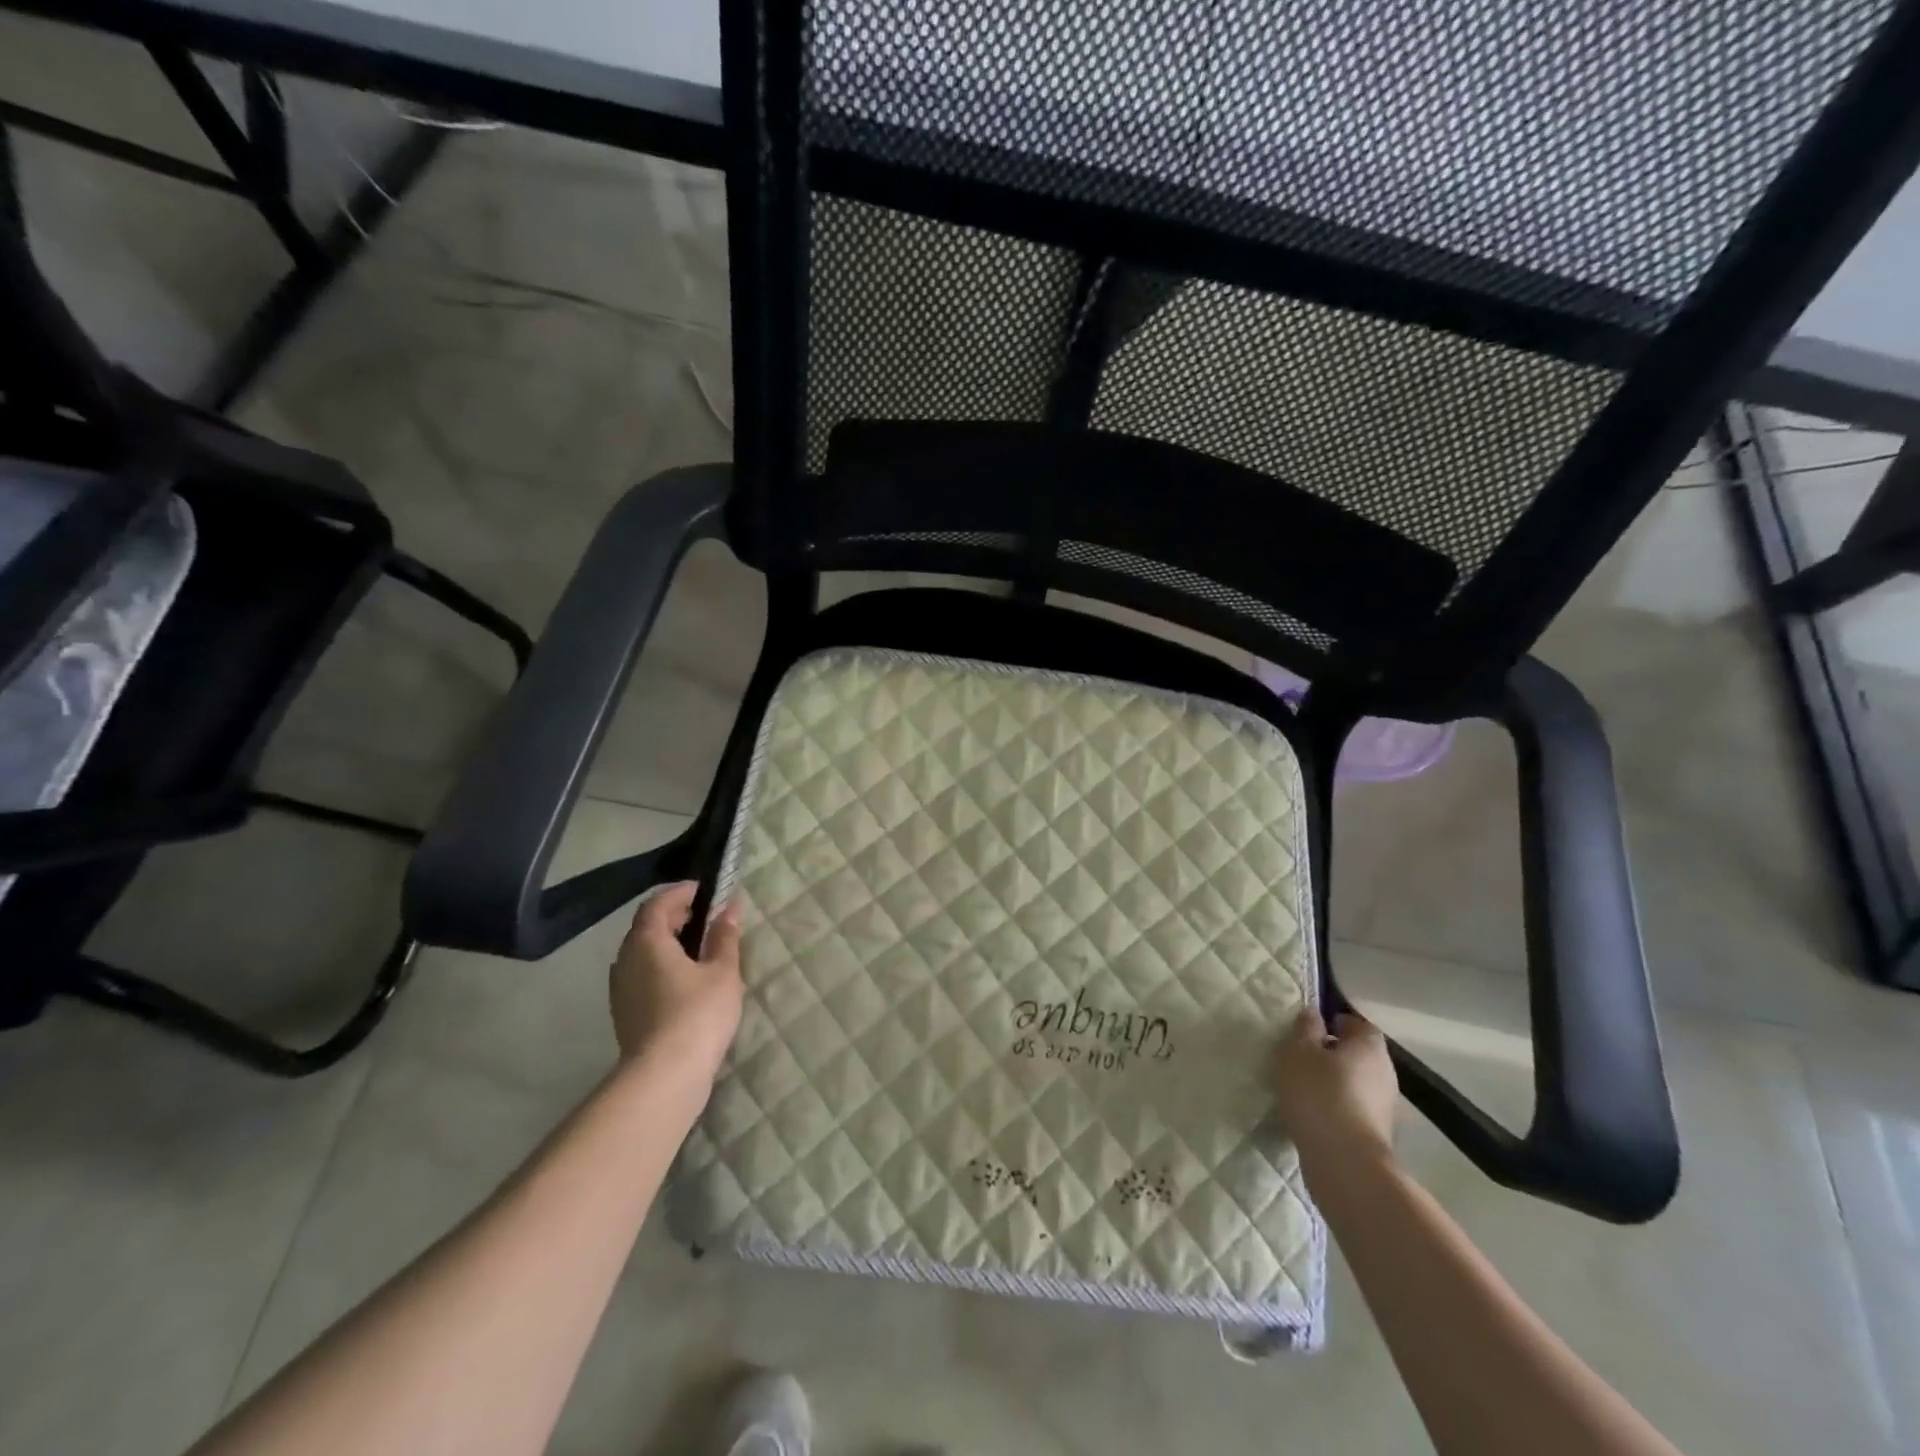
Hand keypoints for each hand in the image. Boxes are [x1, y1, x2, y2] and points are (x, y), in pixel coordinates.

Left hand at [610, 882, 743, 1078]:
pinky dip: (661, 966)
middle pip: (646, 927)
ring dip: (667, 943)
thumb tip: (729, 908)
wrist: (664, 1077)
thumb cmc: (697, 1014)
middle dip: (674, 917)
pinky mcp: (625, 1013)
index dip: (680, 893)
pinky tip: (685, 981)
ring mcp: (621, 989)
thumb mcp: (723, 971)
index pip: (657, 904)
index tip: (705, 890)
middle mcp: (626, 960)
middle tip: (705, 917)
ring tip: (699, 949)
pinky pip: (642, 975)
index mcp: (647, 942)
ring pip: (642, 953)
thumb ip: (725, 937)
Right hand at [1272, 1007, 1399, 1174]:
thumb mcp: (1298, 1050)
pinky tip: (1315, 1113)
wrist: (1345, 1162)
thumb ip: (1305, 1027)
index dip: (1332, 1023)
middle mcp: (1386, 1070)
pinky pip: (1355, 1106)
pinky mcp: (1379, 1132)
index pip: (1355, 1022)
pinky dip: (1338, 1105)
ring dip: (1335, 1082)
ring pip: (1356, 1081)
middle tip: (1302, 1058)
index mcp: (1369, 1045)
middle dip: (1333, 1053)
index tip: (1308, 1032)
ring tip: (1304, 1088)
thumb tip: (1314, 1014)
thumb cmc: (1318, 1093)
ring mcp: (1386, 1104)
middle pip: (1358, 1053)